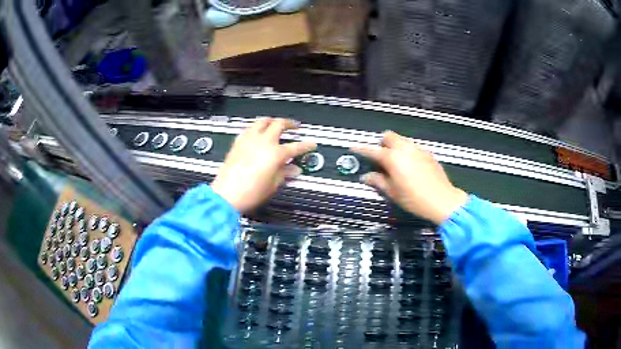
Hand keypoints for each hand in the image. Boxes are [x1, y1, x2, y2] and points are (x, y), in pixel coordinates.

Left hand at [211, 118, 315, 212]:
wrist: (226, 194)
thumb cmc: (249, 192)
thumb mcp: (272, 185)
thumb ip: (284, 173)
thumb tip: (293, 169)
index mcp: (275, 153)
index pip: (296, 146)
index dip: (306, 145)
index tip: (311, 144)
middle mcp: (263, 142)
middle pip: (279, 124)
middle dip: (290, 124)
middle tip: (295, 127)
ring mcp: (249, 140)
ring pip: (262, 121)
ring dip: (272, 121)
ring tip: (276, 124)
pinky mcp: (238, 142)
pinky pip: (249, 129)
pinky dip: (257, 128)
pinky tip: (257, 132)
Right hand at [352, 131, 467, 223]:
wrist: (442, 200)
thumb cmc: (414, 198)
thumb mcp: (392, 192)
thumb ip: (378, 181)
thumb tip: (366, 177)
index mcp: (392, 158)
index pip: (372, 150)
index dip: (360, 149)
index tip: (354, 148)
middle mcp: (405, 149)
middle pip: (389, 136)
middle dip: (382, 143)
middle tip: (380, 158)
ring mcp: (418, 149)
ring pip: (402, 140)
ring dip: (395, 147)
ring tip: (396, 163)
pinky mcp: (428, 154)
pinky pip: (413, 147)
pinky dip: (407, 152)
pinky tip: (410, 166)